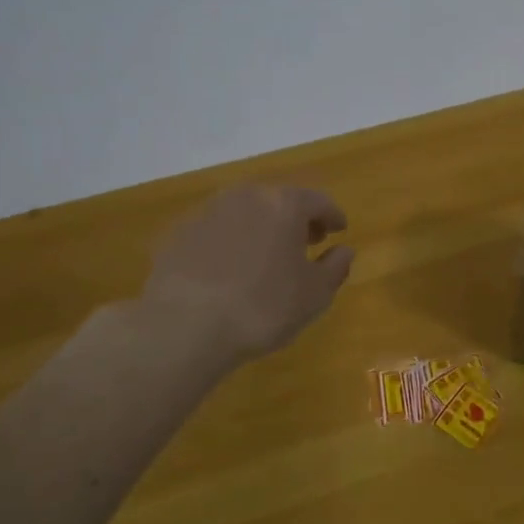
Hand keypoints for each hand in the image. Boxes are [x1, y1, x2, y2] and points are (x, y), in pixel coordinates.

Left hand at [141, 185, 353, 361]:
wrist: (184, 327)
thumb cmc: (263, 307)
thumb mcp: (315, 294)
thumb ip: (335, 267)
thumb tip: (344, 251)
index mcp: (284, 204)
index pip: (318, 201)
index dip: (332, 216)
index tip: (339, 230)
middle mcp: (246, 197)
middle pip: (279, 200)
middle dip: (296, 219)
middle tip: (306, 242)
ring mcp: (207, 212)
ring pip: (245, 212)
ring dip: (261, 228)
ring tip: (267, 257)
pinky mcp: (179, 233)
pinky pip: (216, 231)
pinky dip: (230, 242)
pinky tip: (230, 269)